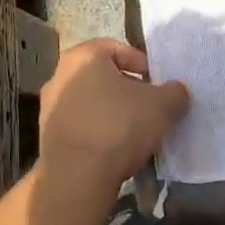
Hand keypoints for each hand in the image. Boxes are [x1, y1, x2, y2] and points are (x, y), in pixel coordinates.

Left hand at [38, 39, 190, 190]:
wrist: (77, 176)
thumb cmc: (119, 126)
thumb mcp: (163, 105)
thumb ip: (175, 92)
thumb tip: (177, 91)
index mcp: (83, 56)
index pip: (116, 48)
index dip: (142, 63)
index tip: (157, 82)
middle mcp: (59, 75)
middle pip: (102, 76)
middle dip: (127, 89)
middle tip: (150, 106)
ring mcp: (49, 107)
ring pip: (91, 102)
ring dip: (112, 112)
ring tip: (136, 131)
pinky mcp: (47, 136)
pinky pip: (81, 126)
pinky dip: (98, 132)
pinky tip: (116, 150)